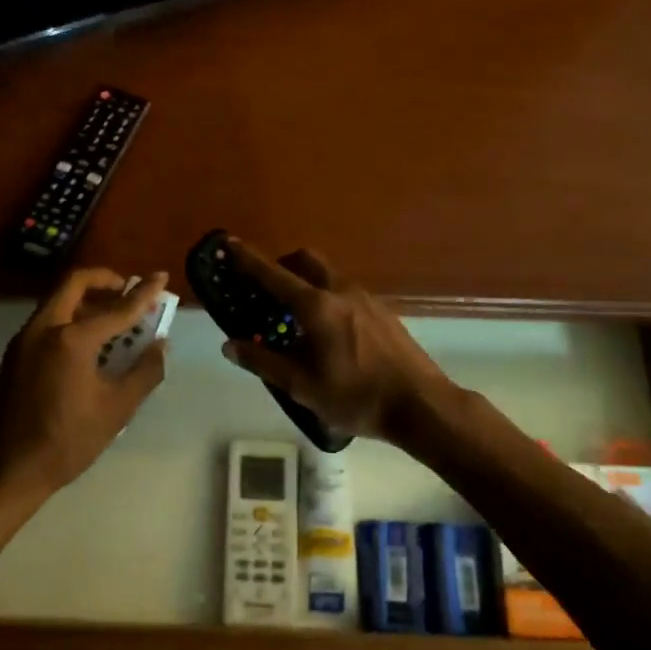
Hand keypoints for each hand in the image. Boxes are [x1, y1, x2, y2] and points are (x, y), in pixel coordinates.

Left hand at [0, 268, 169, 513]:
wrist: (6, 470)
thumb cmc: (67, 441)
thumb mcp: (117, 409)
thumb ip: (144, 371)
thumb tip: (160, 344)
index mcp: (71, 339)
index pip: (117, 308)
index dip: (144, 293)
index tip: (161, 276)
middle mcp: (44, 328)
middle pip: (75, 283)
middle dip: (105, 280)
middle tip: (127, 290)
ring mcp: (24, 340)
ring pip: (58, 300)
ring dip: (87, 299)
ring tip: (113, 318)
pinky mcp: (15, 354)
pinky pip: (47, 320)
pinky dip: (70, 317)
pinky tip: (88, 343)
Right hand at [219, 239, 451, 442]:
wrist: (421, 404)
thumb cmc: (356, 397)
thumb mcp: (302, 387)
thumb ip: (263, 362)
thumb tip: (230, 345)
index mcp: (316, 307)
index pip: (273, 275)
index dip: (248, 260)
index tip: (229, 244)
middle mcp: (340, 291)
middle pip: (306, 260)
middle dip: (282, 264)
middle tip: (267, 289)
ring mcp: (366, 299)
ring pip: (328, 274)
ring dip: (306, 281)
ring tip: (296, 316)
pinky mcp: (383, 311)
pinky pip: (346, 291)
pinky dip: (327, 297)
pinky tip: (329, 332)